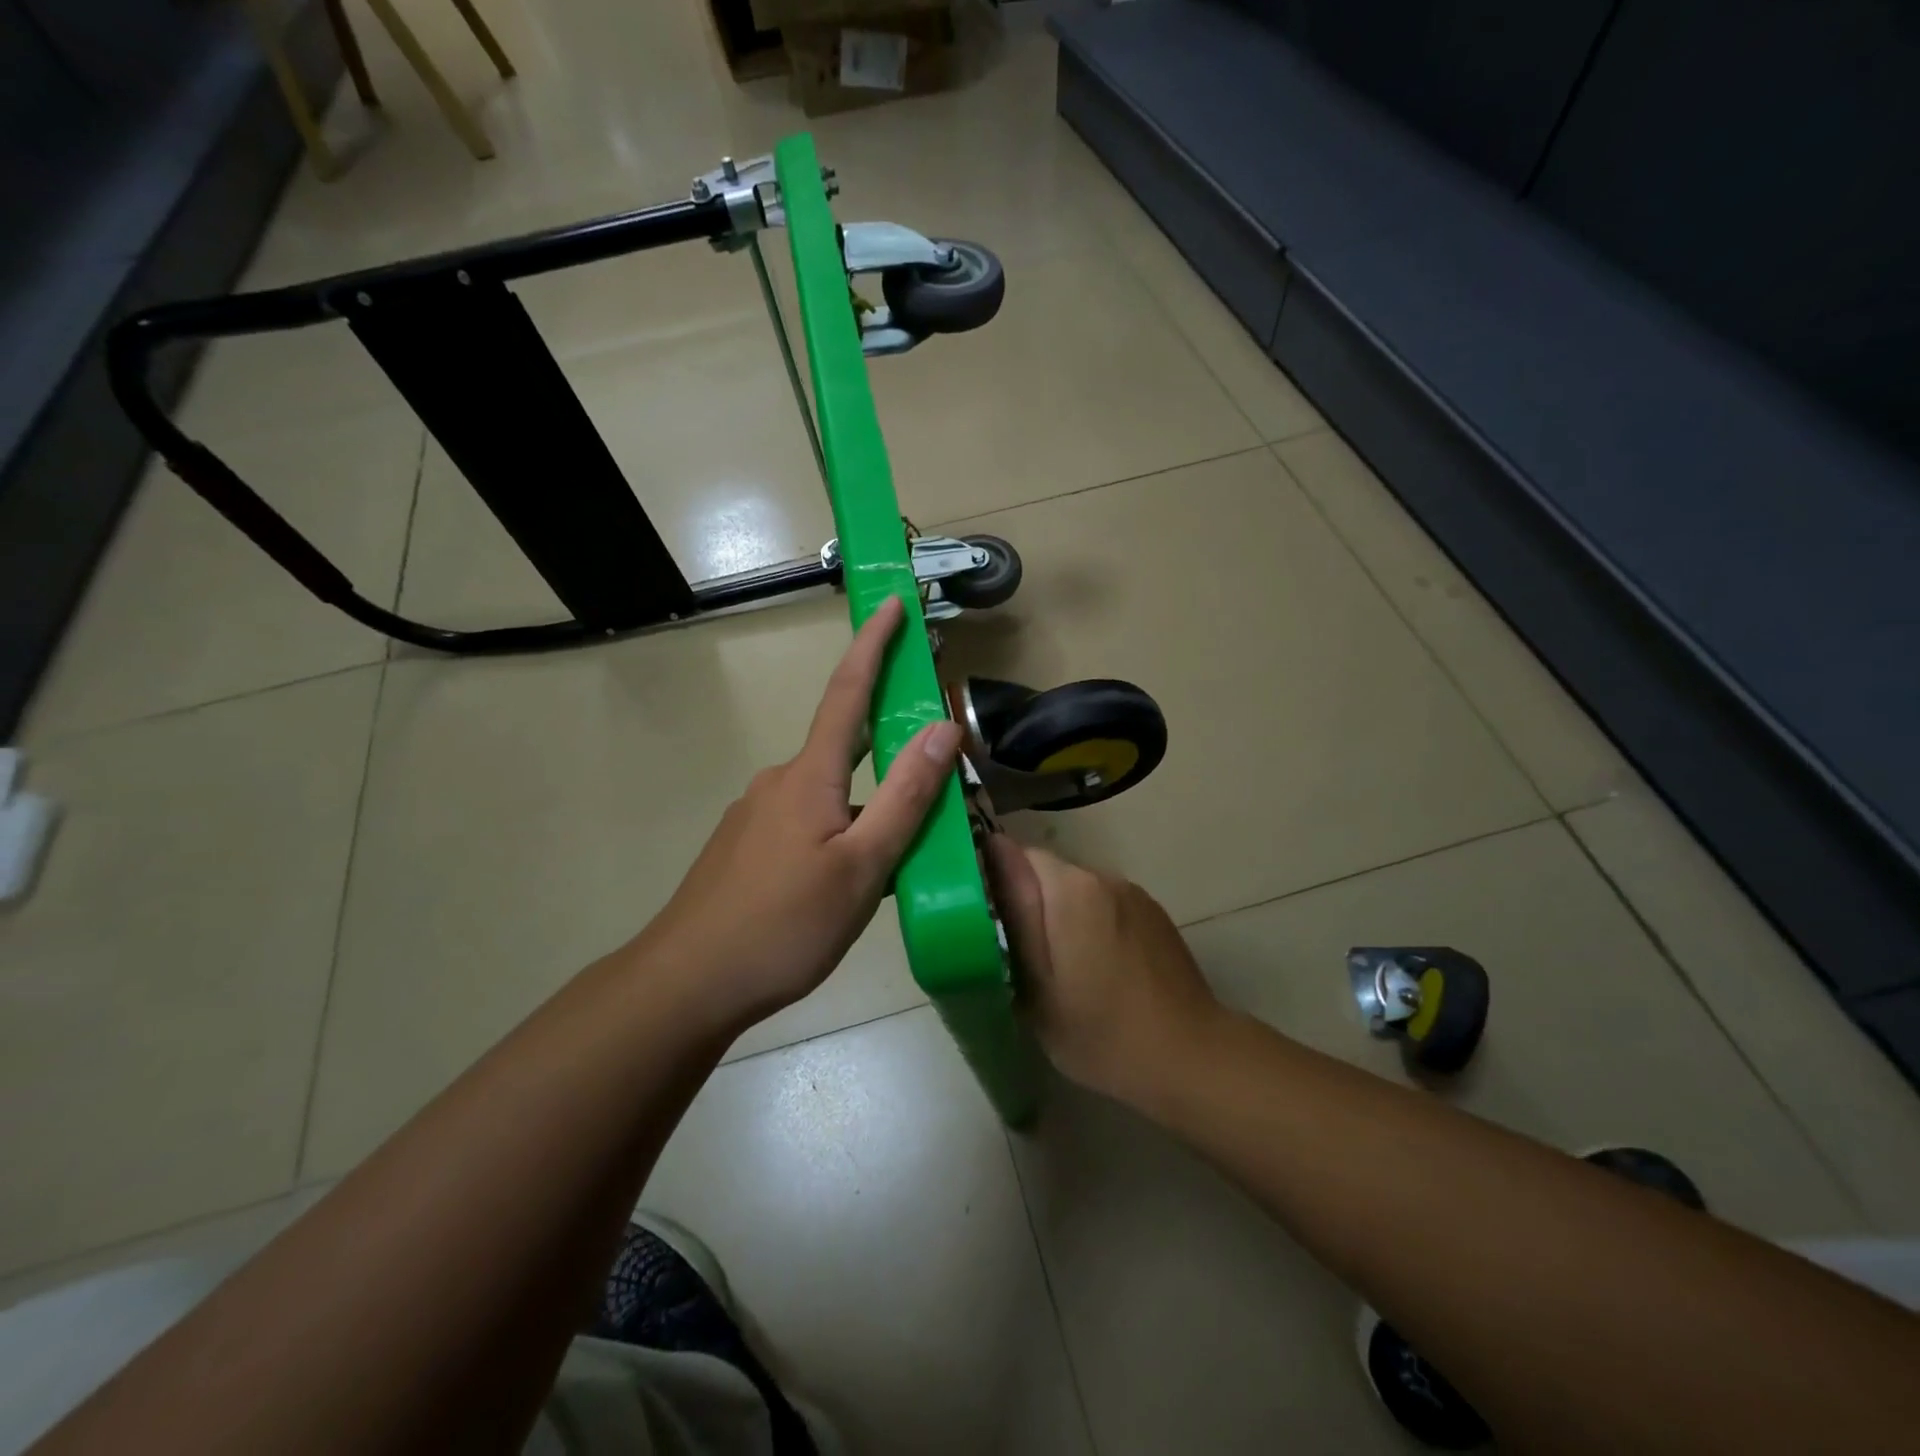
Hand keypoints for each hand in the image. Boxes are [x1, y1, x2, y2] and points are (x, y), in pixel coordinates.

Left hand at [637, 595, 961, 1032]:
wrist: (687, 984)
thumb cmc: (783, 925)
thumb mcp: (862, 867)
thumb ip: (906, 798)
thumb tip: (944, 729)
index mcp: (810, 776)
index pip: (848, 692)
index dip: (873, 644)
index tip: (893, 603)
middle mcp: (780, 781)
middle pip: (844, 744)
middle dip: (887, 737)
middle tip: (929, 756)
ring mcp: (758, 815)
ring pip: (829, 792)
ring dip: (868, 802)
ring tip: (902, 851)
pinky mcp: (747, 848)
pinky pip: (808, 821)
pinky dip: (842, 828)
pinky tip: (853, 877)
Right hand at [986, 837, 1224, 1106]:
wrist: (1190, 1057)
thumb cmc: (1100, 1031)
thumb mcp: (1037, 986)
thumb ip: (1015, 917)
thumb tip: (991, 862)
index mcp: (1069, 889)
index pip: (1012, 853)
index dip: (990, 878)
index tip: (981, 916)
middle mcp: (1101, 876)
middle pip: (1044, 870)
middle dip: (1024, 900)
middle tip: (1015, 951)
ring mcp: (1131, 892)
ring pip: (1074, 888)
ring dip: (1058, 912)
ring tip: (1058, 964)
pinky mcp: (1152, 912)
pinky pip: (1103, 903)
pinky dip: (1089, 922)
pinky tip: (1097, 967)